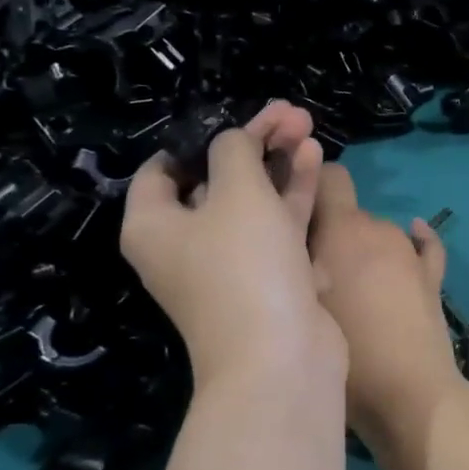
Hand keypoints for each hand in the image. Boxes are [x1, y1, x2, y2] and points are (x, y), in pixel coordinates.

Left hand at [120, 103, 342, 385]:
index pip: (162, 168)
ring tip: (306, 125)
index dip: (196, 138)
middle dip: (253, 143)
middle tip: (289, 113)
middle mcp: (185, 245)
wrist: (281, 356)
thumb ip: (234, 151)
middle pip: (216, 180)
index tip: (232, 118)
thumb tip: (235, 142)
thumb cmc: (245, 265)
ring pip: (253, 201)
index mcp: (154, 225)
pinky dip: (291, 195)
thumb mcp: (237, 191)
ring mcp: (230, 264)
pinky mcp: (269, 278)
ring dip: (278, 164)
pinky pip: (276, 227)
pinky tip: (314, 159)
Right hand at [308, 163, 468, 446]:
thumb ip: (292, 262)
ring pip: (378, 235)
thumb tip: (285, 237)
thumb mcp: (299, 303)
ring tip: (349, 288)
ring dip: (363, 250)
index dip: (311, 182)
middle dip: (331, 232)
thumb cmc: (344, 350)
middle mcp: (378, 229)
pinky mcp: (432, 278)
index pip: (329, 176)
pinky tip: (413, 239)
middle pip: (349, 214)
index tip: (292, 206)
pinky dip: (415, 242)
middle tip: (313, 270)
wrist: (408, 394)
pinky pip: (423, 247)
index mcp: (343, 229)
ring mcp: (410, 253)